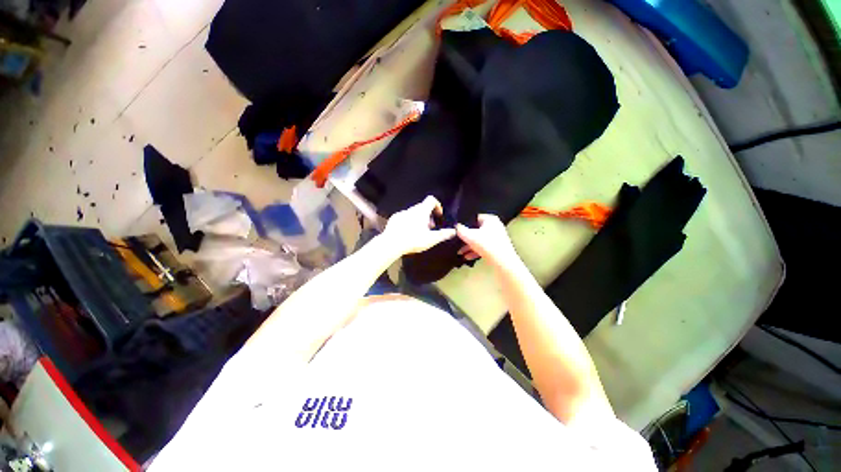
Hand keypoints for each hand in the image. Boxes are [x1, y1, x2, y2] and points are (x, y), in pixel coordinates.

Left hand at [381, 196, 455, 255]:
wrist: (391, 244)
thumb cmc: (413, 240)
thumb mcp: (431, 239)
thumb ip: (443, 234)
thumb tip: (453, 231)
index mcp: (421, 211)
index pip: (431, 200)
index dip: (437, 205)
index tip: (438, 215)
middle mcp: (411, 209)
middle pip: (422, 207)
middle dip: (428, 215)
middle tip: (430, 228)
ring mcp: (401, 213)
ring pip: (413, 213)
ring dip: (418, 219)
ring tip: (419, 232)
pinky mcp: (394, 219)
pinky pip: (404, 217)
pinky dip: (408, 222)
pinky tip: (407, 233)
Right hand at [456, 214, 520, 269]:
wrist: (503, 262)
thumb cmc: (486, 244)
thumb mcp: (469, 236)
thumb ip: (460, 230)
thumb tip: (456, 226)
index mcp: (490, 219)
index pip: (474, 218)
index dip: (465, 224)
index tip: (457, 230)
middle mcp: (495, 226)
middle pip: (476, 230)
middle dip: (466, 238)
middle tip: (457, 243)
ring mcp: (497, 237)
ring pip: (479, 240)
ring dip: (469, 246)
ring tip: (460, 253)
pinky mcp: (497, 247)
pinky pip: (484, 247)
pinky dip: (476, 251)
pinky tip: (467, 257)